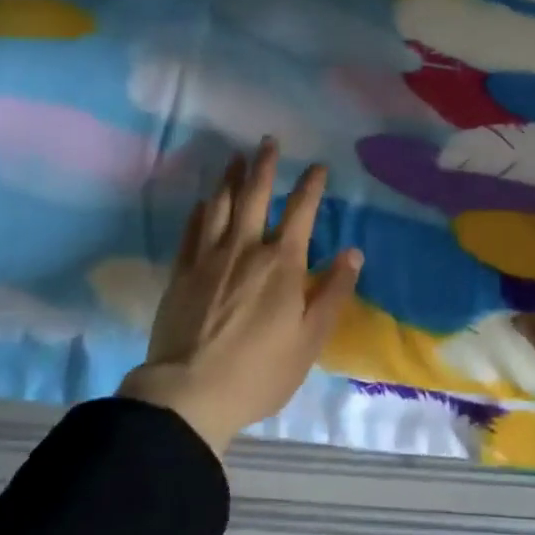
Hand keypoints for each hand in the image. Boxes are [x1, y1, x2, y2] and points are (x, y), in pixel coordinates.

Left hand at [119, 138, 362, 454]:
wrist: (189, 393)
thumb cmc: (260, 370)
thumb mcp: (311, 339)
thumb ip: (334, 292)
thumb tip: (354, 252)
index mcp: (282, 263)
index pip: (301, 211)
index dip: (311, 185)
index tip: (318, 167)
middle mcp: (246, 248)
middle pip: (255, 194)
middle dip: (265, 165)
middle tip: (268, 141)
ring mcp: (209, 257)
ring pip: (220, 204)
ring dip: (230, 177)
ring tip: (236, 158)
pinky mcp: (181, 272)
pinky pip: (192, 230)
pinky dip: (200, 210)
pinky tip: (203, 201)